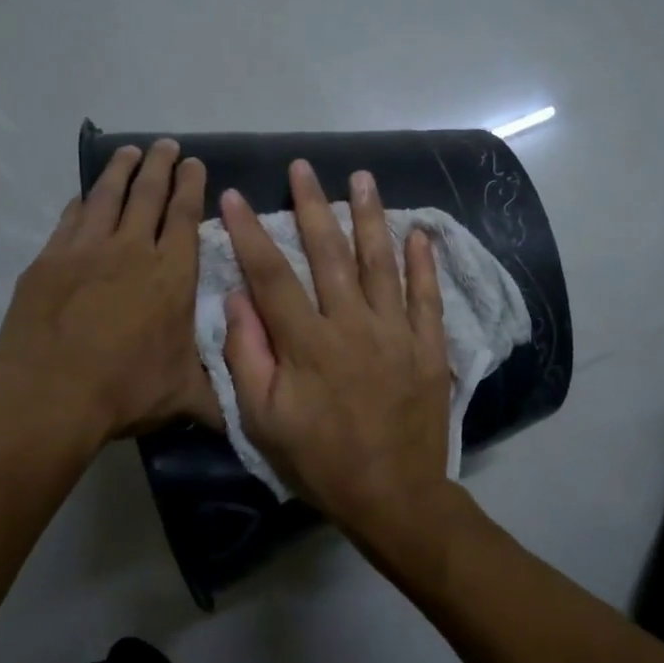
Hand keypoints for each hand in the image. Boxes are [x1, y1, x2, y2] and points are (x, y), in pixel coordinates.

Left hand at [0, 140, 216, 441]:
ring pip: (107, 196)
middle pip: (148, 195)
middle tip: (166, 145)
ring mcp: (86, 251)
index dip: (191, 187)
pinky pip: (70, 218)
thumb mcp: (185, 398)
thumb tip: (245, 417)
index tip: (195, 163)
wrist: (52, 394)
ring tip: (130, 151)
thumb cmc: (127, 390)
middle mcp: (132, 250)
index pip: (184, 217)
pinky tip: (85, 195)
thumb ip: (217, 400)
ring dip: (121, 170)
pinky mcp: (50, 260)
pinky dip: (82, 201)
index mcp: (171, 276)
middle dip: (161, 166)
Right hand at [220, 160, 452, 542]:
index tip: (235, 196)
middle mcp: (352, 326)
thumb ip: (248, 357)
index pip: (271, 276)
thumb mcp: (264, 421)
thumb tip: (237, 300)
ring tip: (362, 177)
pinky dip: (424, 263)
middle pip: (329, 254)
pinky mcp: (428, 348)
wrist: (393, 496)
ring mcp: (396, 333)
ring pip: (381, 263)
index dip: (251, 233)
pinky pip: (427, 297)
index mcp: (307, 344)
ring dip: (370, 217)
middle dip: (312, 206)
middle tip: (303, 166)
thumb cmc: (320, 462)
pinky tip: (420, 233)